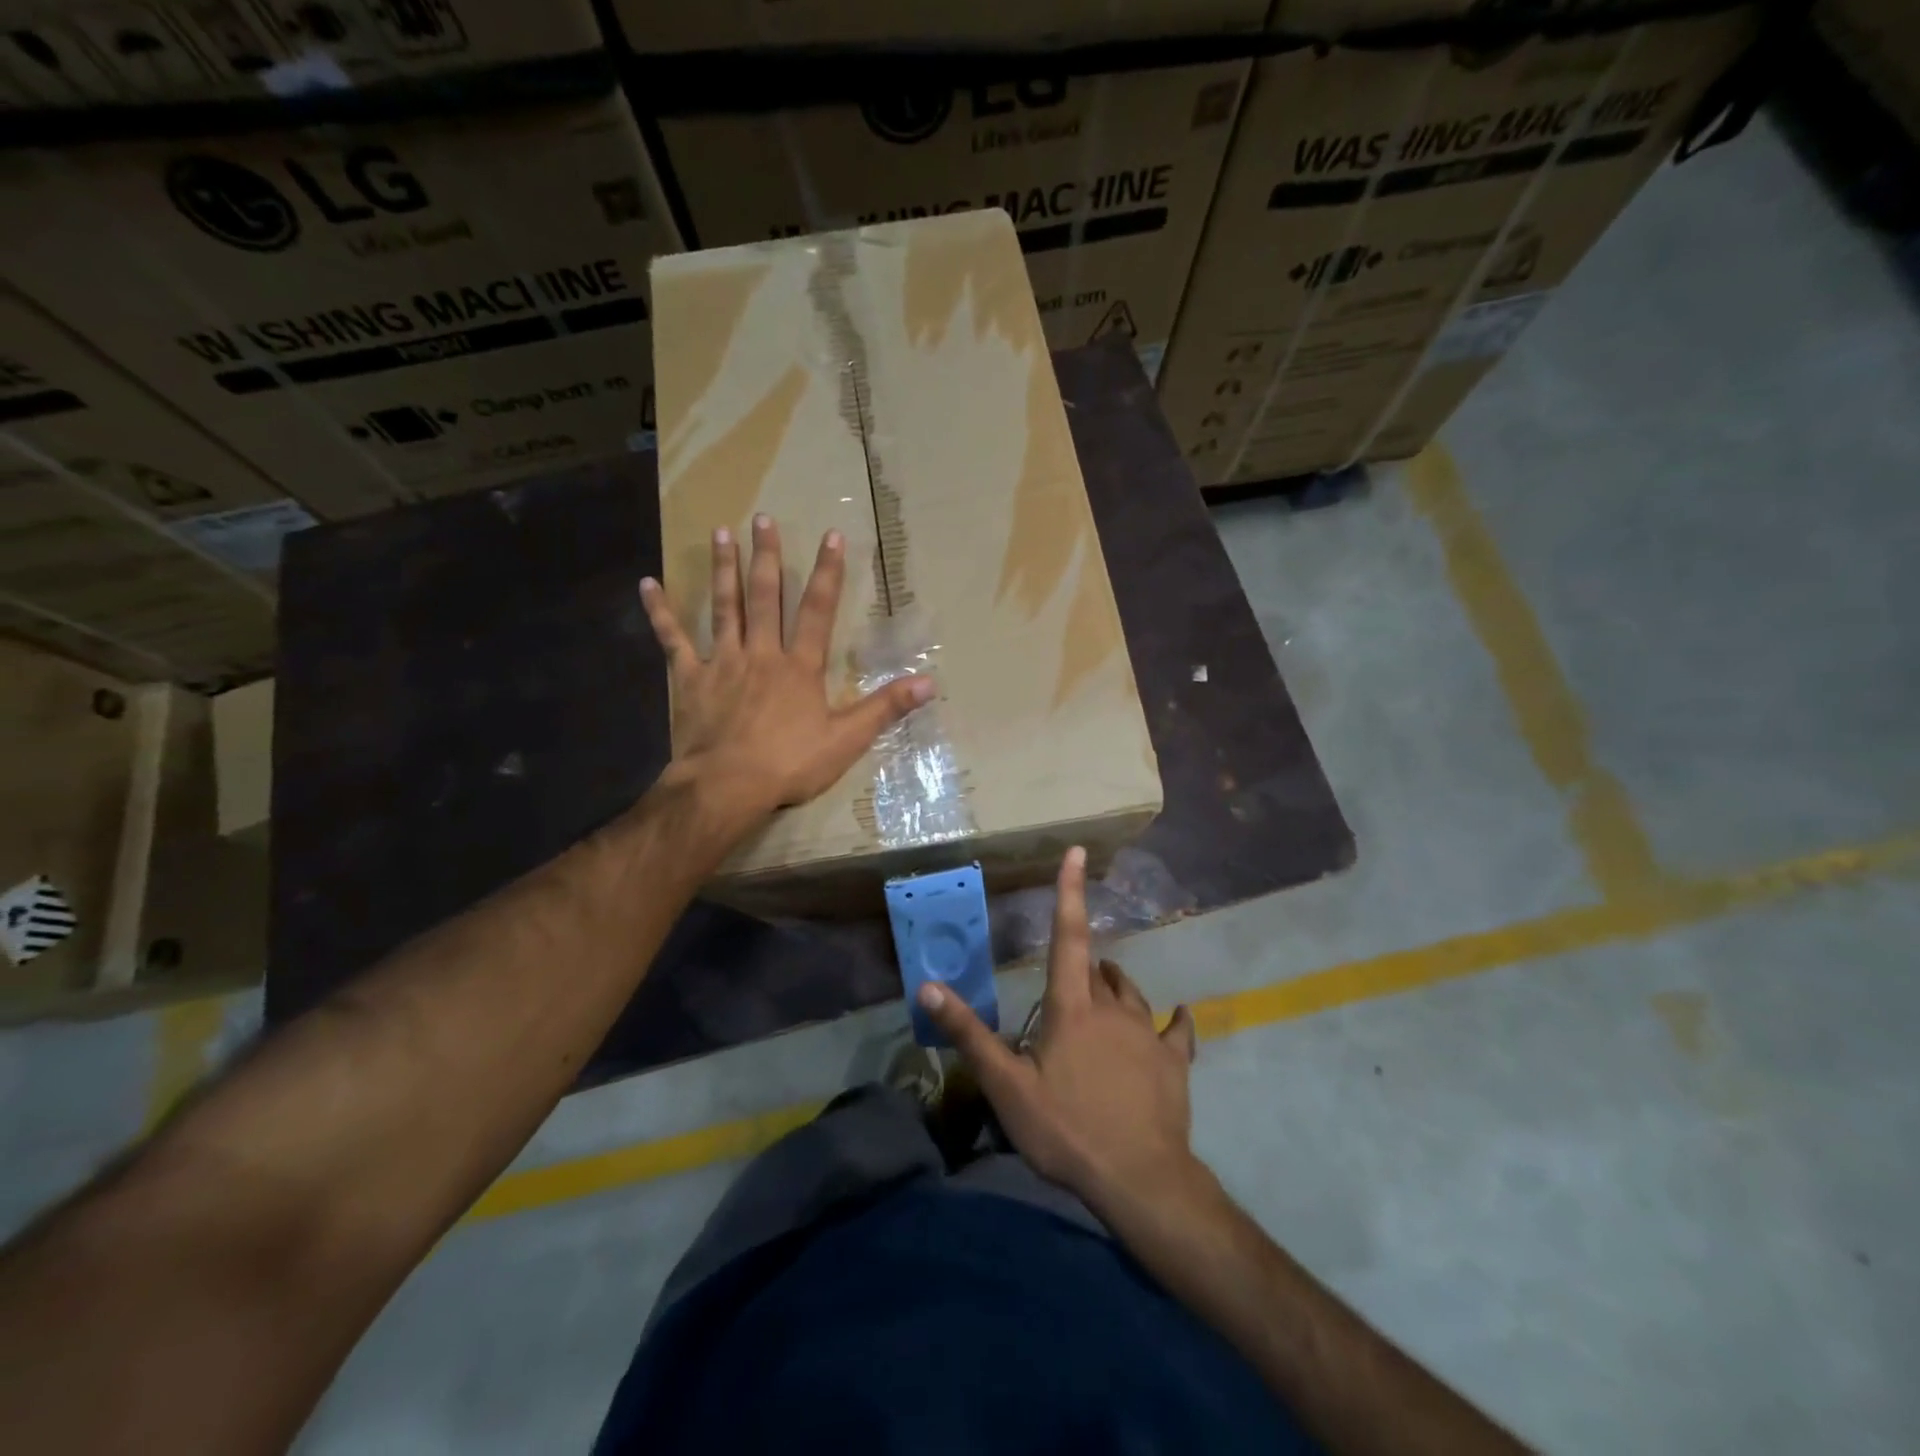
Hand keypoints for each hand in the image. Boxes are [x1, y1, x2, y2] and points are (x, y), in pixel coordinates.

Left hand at [640, 514, 932, 828]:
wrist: (727, 786)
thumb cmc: (789, 764)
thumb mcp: (848, 740)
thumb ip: (886, 707)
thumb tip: (930, 682)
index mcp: (800, 667)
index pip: (817, 610)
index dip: (827, 573)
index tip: (831, 535)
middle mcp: (761, 653)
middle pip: (765, 596)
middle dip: (767, 556)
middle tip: (763, 518)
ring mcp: (722, 662)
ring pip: (724, 607)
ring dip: (724, 569)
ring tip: (721, 531)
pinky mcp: (690, 679)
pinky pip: (672, 640)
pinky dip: (660, 612)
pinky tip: (648, 584)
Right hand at [920, 847, 1201, 1213]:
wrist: (1140, 1179)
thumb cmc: (1067, 1129)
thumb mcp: (1006, 1087)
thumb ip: (969, 1034)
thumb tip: (928, 986)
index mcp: (1072, 1007)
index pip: (1067, 936)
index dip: (1069, 891)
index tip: (1077, 851)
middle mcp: (1113, 1008)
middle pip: (1097, 971)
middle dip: (1083, 966)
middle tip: (1068, 983)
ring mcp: (1148, 1033)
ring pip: (1132, 994)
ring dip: (1116, 986)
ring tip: (1106, 987)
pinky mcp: (1174, 1061)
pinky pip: (1177, 1030)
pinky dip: (1174, 1021)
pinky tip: (1179, 1017)